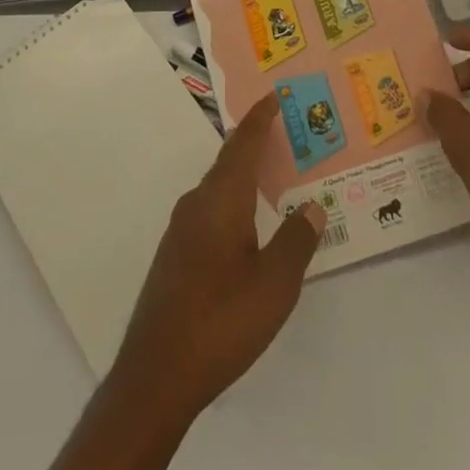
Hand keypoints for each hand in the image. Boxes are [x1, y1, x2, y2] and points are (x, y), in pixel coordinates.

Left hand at [108, 94, 325, 420]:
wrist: (156, 373)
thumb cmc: (222, 320)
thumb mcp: (274, 284)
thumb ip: (296, 241)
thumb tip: (313, 206)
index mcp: (222, 199)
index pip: (244, 144)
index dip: (260, 118)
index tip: (274, 95)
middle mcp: (198, 203)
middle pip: (229, 160)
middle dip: (254, 143)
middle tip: (283, 132)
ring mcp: (181, 229)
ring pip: (218, 186)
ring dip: (243, 174)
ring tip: (271, 175)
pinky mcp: (175, 254)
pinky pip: (210, 209)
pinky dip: (232, 200)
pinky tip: (246, 224)